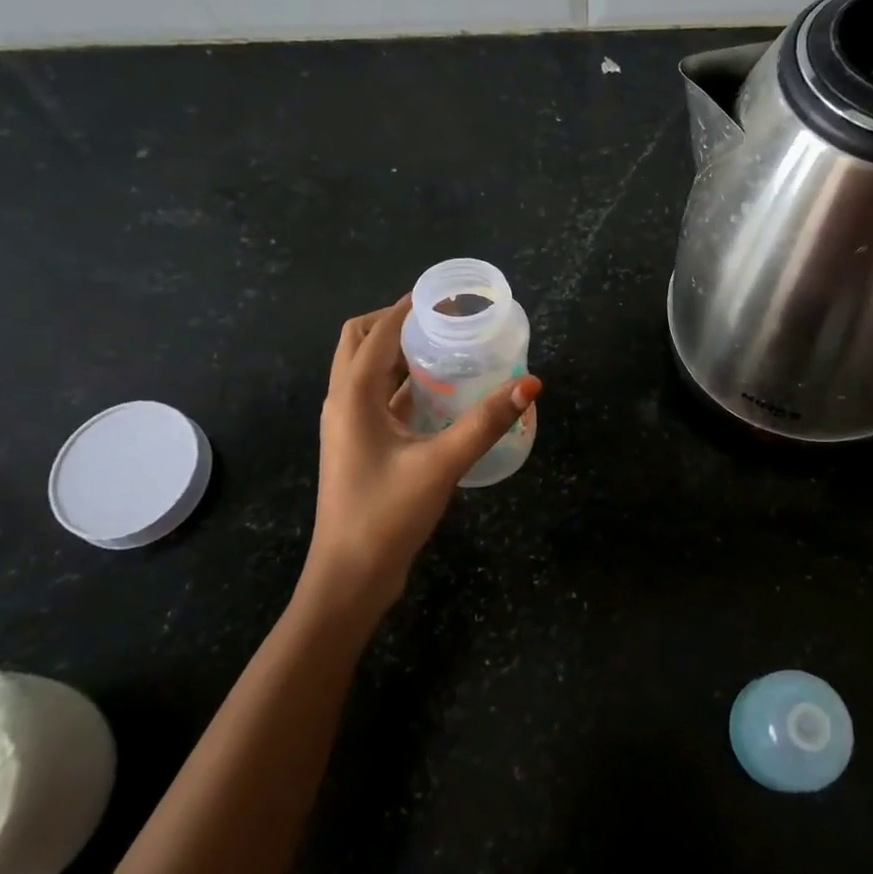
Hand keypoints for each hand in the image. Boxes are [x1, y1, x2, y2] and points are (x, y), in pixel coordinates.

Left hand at [304, 296, 540, 615]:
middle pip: (359, 342)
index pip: (377, 332)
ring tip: (445, 348)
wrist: (350, 577)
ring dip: (397, 352)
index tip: (445, 296)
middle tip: (442, 321)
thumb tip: (531, 384)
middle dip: (396, 322)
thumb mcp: (441, 464)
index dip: (407, 308)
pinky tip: (439, 393)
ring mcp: (347, 425)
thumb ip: (486, 422)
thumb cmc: (386, 515)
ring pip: (366, 370)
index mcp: (351, 397)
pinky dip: (402, 383)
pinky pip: (377, 398)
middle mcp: (342, 402)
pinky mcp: (359, 445)